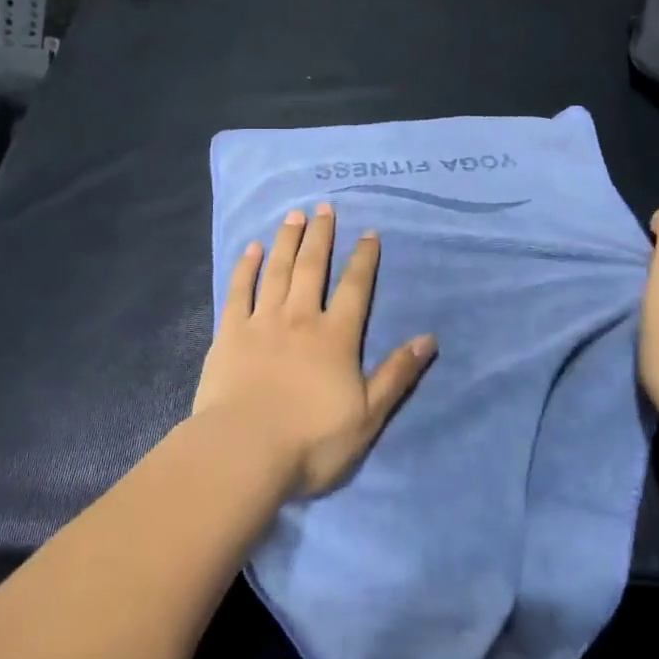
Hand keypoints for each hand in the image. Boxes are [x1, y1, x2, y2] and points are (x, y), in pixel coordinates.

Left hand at [195, 203, 435, 497]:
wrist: (244, 452)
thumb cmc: (311, 441)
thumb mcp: (368, 416)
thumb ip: (396, 375)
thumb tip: (429, 339)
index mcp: (335, 337)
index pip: (355, 288)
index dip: (364, 259)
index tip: (368, 232)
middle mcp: (300, 318)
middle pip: (313, 267)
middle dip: (321, 235)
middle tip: (325, 207)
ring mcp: (262, 322)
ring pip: (278, 270)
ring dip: (287, 240)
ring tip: (294, 215)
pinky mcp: (229, 333)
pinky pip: (239, 291)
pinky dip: (246, 267)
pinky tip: (251, 248)